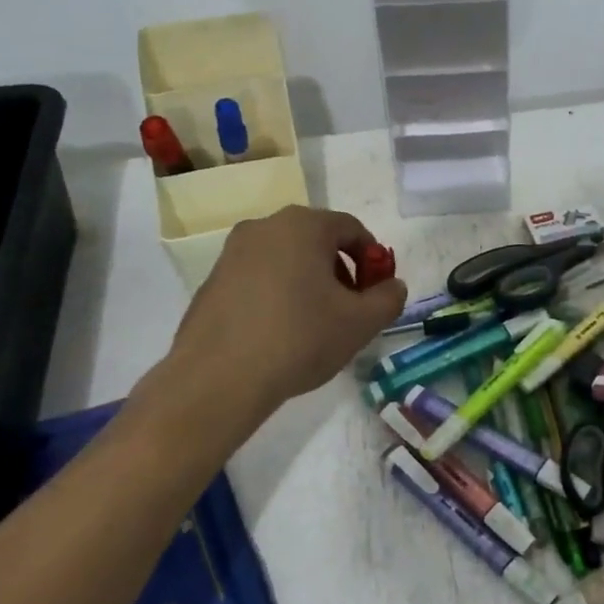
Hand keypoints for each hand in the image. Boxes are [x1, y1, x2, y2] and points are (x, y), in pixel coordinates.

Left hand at [144, 206, 406, 426]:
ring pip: (287, 259)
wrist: (218, 378)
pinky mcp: (211, 281)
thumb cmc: (300, 338)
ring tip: (315, 325)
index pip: (352, 229)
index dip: (373, 259)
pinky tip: (280, 333)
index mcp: (303, 225)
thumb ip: (389, 298)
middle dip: (341, 272)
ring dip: (310, 283)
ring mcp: (232, 253)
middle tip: (350, 310)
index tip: (376, 293)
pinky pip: (259, 278)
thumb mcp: (362, 322)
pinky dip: (278, 295)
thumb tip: (392, 286)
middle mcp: (265, 227)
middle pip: (318, 241)